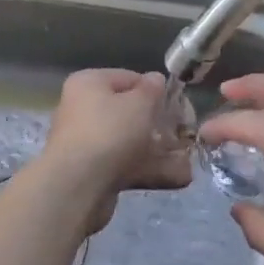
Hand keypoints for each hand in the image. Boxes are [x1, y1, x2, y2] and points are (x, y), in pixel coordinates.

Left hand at [39, 69, 193, 233]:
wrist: (78, 186)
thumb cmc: (110, 132)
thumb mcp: (140, 103)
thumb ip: (152, 89)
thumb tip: (155, 80)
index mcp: (89, 83)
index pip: (129, 78)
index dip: (155, 90)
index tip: (177, 105)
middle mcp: (83, 109)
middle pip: (128, 112)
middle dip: (158, 124)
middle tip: (183, 133)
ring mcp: (87, 142)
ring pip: (129, 141)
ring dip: (157, 150)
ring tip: (186, 158)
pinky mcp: (92, 171)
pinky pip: (125, 165)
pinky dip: (148, 169)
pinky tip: (177, 177)